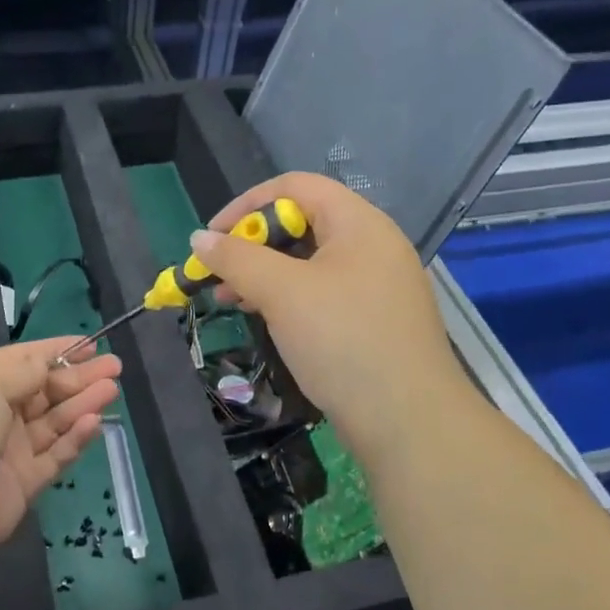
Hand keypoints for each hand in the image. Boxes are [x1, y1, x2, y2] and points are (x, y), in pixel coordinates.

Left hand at [0, 338, 121, 559]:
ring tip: (112, 389)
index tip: (91, 345)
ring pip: (54, 422)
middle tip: (115, 367)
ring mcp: (9, 451)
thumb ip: (24, 371)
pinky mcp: (23, 485)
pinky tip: (94, 423)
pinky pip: (55, 456)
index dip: (57, 352)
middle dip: (78, 377)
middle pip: (44, 391)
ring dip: (82, 404)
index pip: (23, 362)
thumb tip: (48, 363)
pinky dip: (75, 439)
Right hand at [194, 173, 467, 458]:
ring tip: (229, 298)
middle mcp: (372, 245)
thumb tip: (199, 239)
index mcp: (359, 223)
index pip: (295, 187)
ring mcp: (376, 284)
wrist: (410, 422)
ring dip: (264, 273)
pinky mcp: (373, 319)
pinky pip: (322, 292)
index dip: (247, 204)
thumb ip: (237, 258)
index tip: (213, 237)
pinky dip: (287, 297)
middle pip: (302, 222)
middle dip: (252, 243)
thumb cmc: (344, 340)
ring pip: (309, 261)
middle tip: (218, 273)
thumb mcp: (282, 293)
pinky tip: (263, 318)